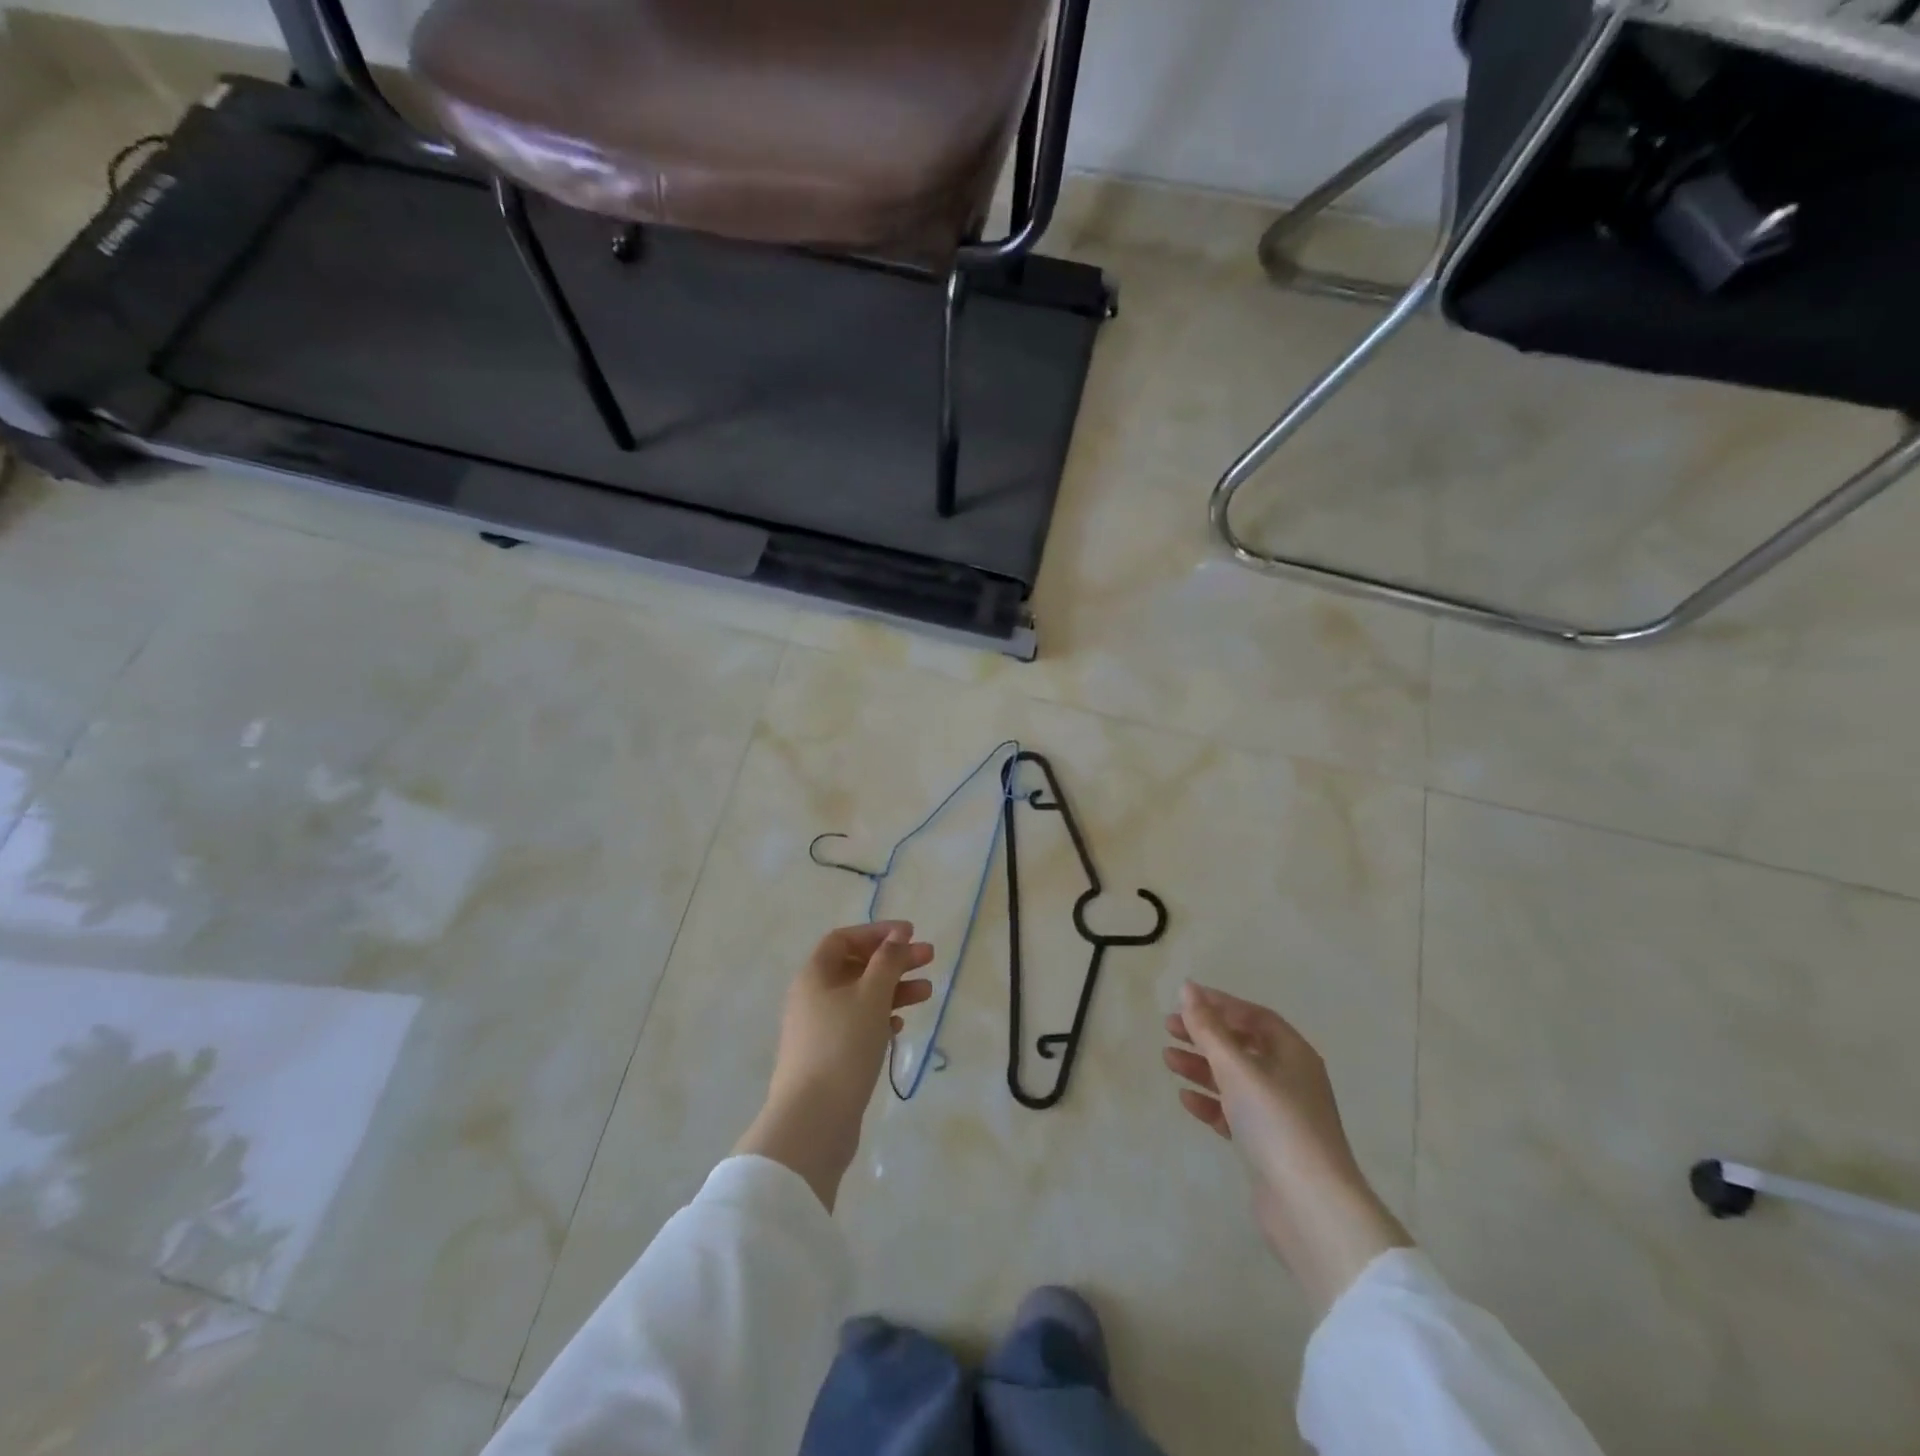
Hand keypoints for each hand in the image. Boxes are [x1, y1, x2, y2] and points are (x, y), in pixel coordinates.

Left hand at [735, 921, 934, 1210]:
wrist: (813, 1121)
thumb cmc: (843, 1046)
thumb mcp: (871, 996)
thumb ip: (887, 961)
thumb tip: (896, 936)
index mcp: (814, 976)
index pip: (844, 939)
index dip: (877, 932)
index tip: (910, 934)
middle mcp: (812, 997)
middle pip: (856, 966)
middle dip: (893, 960)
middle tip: (929, 958)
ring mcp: (818, 1029)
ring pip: (860, 997)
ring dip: (893, 989)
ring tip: (926, 993)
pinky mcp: (828, 1057)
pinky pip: (857, 1025)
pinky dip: (880, 1018)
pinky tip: (899, 1026)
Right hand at [1164, 981, 1409, 1315]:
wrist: (1310, 1206)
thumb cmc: (1276, 1123)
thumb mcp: (1237, 1068)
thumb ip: (1209, 1028)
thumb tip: (1188, 989)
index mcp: (1293, 1054)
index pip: (1254, 1016)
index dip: (1220, 1004)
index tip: (1184, 1000)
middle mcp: (1290, 1078)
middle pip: (1242, 1045)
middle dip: (1205, 1035)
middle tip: (1168, 1028)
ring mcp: (1280, 1114)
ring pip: (1235, 1079)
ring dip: (1202, 1067)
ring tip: (1168, 1059)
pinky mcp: (1268, 1145)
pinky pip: (1234, 1112)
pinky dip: (1211, 1102)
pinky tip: (1186, 1099)